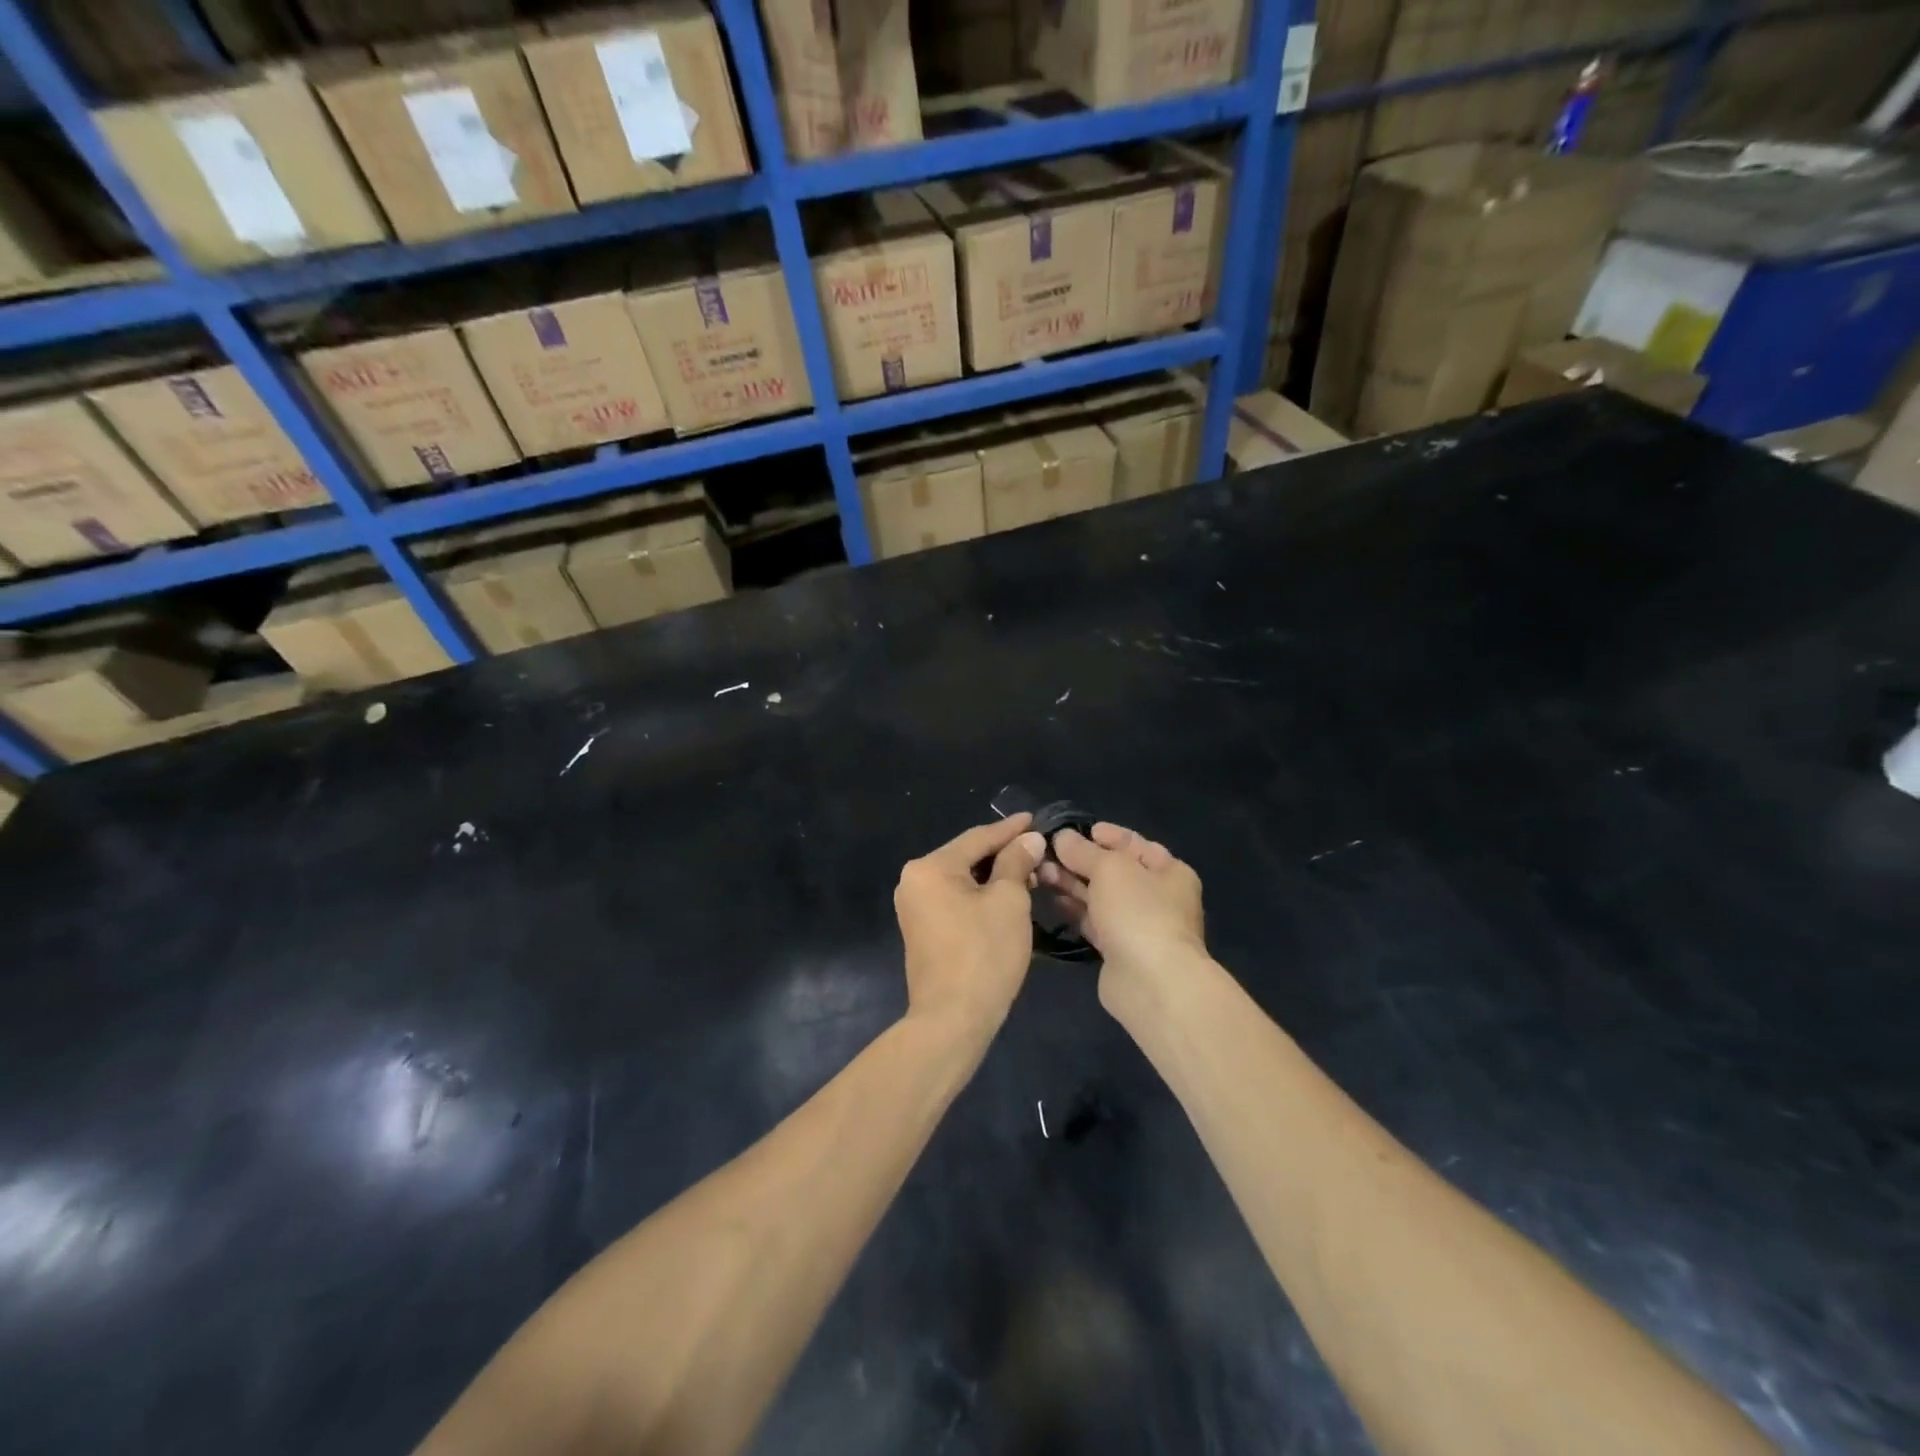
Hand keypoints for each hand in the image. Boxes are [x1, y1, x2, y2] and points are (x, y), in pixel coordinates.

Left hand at [895, 815, 1047, 1036]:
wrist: (953, 1020)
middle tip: (1039, 851)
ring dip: (996, 877)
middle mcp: (914, 881)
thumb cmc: (984, 954)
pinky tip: (1007, 898)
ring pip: (963, 880)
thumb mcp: (1009, 901)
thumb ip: (1017, 862)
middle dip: (1005, 854)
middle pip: (967, 857)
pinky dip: (981, 896)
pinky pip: (955, 900)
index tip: (1036, 818)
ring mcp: (914, 907)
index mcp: (930, 867)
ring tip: (1030, 874)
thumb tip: (1029, 839)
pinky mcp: (922, 930)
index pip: (978, 838)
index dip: (1011, 829)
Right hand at [1042, 823, 1206, 1005]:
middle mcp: (1158, 897)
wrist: (1151, 982)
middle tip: (1046, 853)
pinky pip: (1095, 922)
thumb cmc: (1138, 911)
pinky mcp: (1120, 950)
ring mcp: (1139, 925)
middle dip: (1080, 860)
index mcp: (1169, 871)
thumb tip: (1062, 837)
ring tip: (1041, 874)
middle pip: (1114, 871)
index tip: (1073, 830)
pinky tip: (1053, 901)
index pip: (1134, 844)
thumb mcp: (1110, 868)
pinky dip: (1076, 911)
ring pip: (1101, 897)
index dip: (1104, 835)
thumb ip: (1083, 850)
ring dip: (1073, 884)